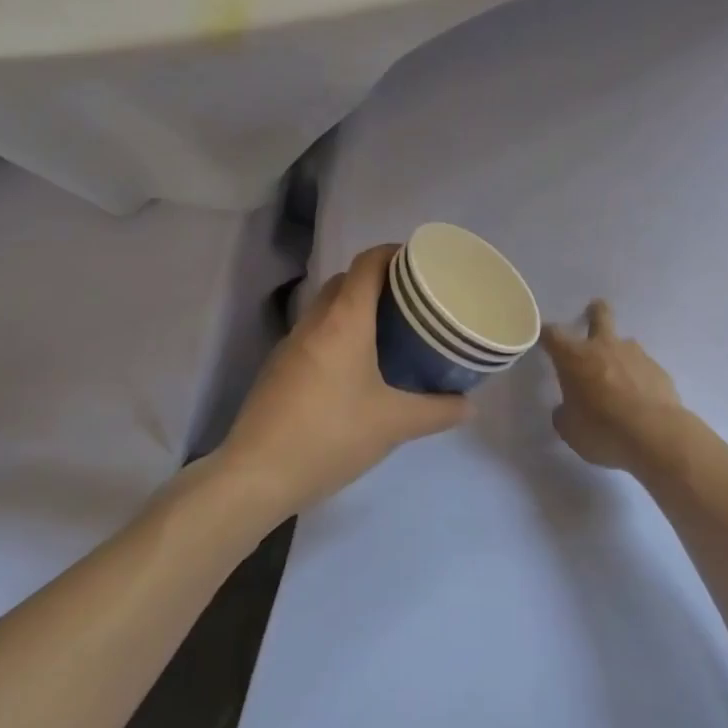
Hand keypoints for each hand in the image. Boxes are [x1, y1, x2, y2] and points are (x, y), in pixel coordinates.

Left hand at [219, 246, 470, 517]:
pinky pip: (314, 334)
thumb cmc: (331, 436)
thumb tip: (470, 405)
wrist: (257, 473)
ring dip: (354, 308)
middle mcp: (314, 321)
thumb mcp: (394, 425)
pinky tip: (354, 368)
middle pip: (345, 281)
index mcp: (344, 320)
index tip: (420, 263)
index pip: (367, 263)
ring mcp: (290, 343)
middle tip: (411, 302)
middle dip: (377, 281)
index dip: (394, 253)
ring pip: (326, 307)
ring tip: (388, 332)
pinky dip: (336, 334)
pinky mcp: (277, 368)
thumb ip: (437, 411)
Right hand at [540, 300, 692, 475]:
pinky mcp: (658, 370)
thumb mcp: (570, 429)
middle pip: (599, 316)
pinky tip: (640, 399)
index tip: (543, 337)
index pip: (552, 334)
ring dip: (619, 353)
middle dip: (595, 311)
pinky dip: (638, 377)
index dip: (545, 334)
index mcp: (574, 357)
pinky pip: (643, 368)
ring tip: (620, 377)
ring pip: (625, 343)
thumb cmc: (602, 429)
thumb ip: (564, 414)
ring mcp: (635, 355)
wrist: (655, 435)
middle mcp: (604, 347)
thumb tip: (566, 410)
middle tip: (593, 311)